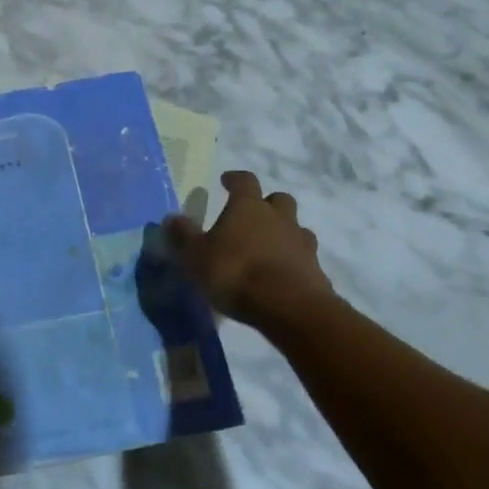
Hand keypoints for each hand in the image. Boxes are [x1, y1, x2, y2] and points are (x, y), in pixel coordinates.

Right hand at [163, 170, 332, 329]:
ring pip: (296, 228)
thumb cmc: (236, 272)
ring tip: (268, 249)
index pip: (244, 180)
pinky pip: (305, 259)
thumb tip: (171, 218)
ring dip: (284, 233)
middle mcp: (279, 218)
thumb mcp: (196, 256)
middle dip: (267, 204)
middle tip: (252, 217)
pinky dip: (294, 263)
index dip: (235, 179)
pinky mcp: (317, 272)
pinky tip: (281, 277)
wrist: (290, 308)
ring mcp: (302, 244)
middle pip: (279, 199)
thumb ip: (183, 236)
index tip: (226, 181)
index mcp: (249, 206)